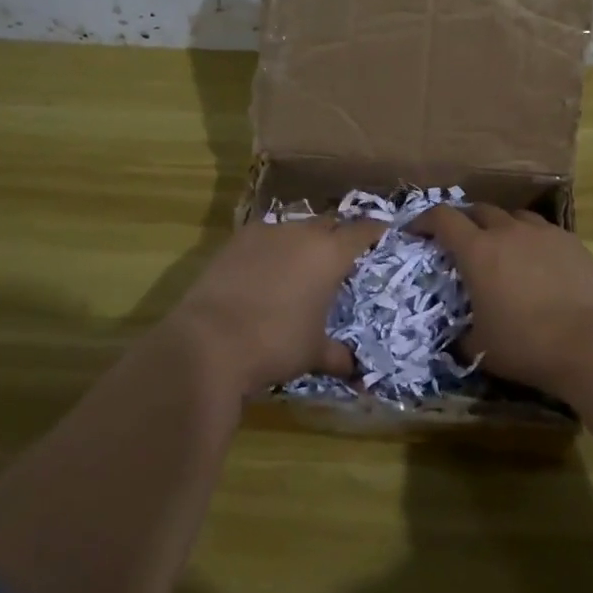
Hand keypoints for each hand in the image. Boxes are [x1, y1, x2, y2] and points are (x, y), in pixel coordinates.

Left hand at [165, 217, 384, 393]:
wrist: (209, 342)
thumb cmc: (275, 344)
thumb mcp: (313, 353)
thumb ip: (337, 355)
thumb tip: (355, 370)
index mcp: (330, 254)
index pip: (363, 230)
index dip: (375, 231)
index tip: (382, 234)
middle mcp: (301, 234)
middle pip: (329, 223)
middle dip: (337, 236)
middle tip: (340, 257)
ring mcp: (266, 233)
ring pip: (295, 227)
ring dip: (303, 241)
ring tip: (301, 264)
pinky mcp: (235, 240)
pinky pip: (265, 235)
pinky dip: (273, 247)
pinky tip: (266, 269)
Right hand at [408, 204, 592, 396]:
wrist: (588, 343)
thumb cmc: (524, 344)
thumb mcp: (480, 347)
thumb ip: (463, 336)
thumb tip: (459, 338)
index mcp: (478, 251)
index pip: (443, 219)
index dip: (425, 220)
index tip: (416, 231)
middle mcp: (508, 232)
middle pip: (479, 210)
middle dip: (465, 221)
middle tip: (461, 240)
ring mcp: (543, 233)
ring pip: (514, 216)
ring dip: (501, 226)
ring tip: (503, 247)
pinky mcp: (572, 242)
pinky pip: (545, 231)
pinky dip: (533, 240)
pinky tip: (539, 261)